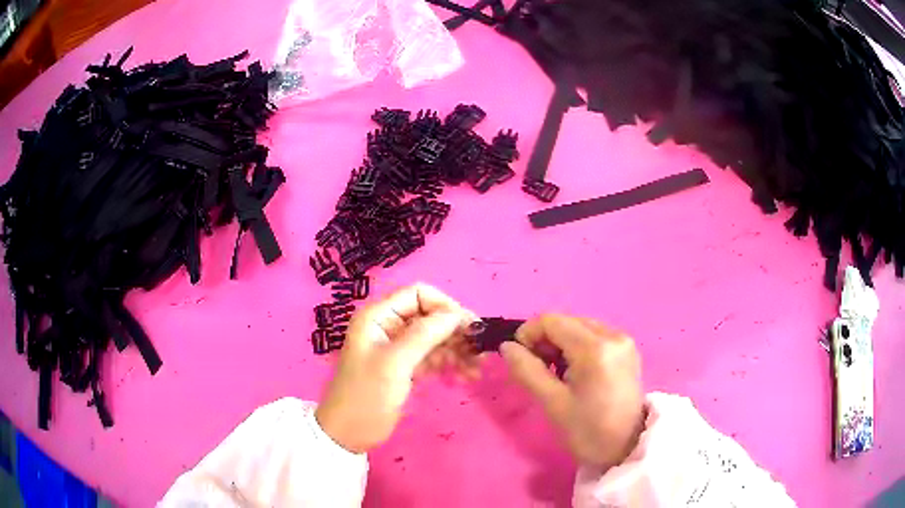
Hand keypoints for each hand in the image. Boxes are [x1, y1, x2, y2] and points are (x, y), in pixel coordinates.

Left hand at [315, 283, 477, 453]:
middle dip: (455, 330)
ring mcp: (398, 347)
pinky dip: (451, 362)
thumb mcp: (394, 363)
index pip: (418, 294)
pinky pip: (434, 355)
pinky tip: (467, 375)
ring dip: (458, 348)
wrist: (349, 433)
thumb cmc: (366, 395)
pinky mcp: (406, 365)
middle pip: (430, 315)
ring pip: (435, 336)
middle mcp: (389, 325)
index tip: (467, 326)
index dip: (444, 306)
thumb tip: (456, 314)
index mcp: (378, 316)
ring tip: (477, 367)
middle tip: (481, 349)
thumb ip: (424, 334)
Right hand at [500, 314, 644, 467]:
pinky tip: (575, 371)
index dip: (528, 334)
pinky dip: (577, 347)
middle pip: (566, 321)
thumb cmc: (588, 431)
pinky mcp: (627, 349)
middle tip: (537, 370)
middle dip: (544, 340)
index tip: (519, 359)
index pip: (551, 321)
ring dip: (560, 344)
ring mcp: (623, 340)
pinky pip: (594, 336)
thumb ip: (527, 371)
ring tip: (556, 374)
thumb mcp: (553, 404)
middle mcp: (612, 335)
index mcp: (595, 348)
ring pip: (580, 327)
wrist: (627, 446)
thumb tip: (507, 347)